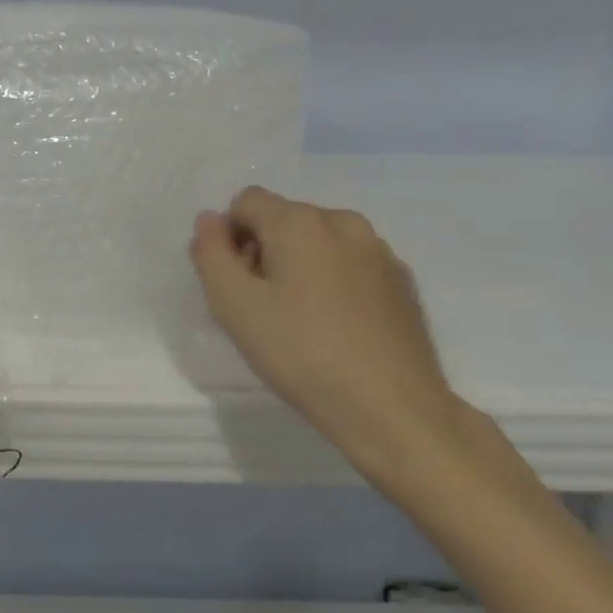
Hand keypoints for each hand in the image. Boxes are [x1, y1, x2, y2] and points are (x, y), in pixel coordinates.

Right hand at [190, 187, 468, 488]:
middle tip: (262, 306)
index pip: (246, 202)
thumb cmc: (300, 352)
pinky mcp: (403, 282)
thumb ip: (210, 252)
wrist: (392, 410)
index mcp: (299, 221)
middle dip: (264, 249)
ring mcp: (379, 251)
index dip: (229, 237)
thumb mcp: (232, 304)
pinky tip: (336, 328)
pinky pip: (351, 264)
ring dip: (299, 265)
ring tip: (300, 319)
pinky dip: (333, 281)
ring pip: (319, 241)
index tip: (236, 283)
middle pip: (283, 218)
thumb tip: (210, 220)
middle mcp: (343, 222)